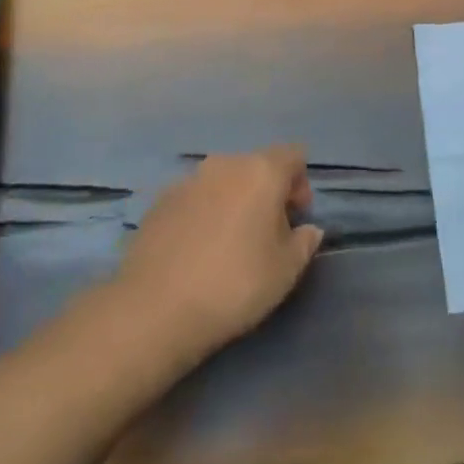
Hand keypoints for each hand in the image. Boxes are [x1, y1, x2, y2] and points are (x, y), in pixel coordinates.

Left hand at [113, 146, 324, 362]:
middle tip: (267, 233)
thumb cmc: (235, 284)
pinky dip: (203, 213)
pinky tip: (196, 249)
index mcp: (261, 171)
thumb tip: (308, 229)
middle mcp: (224, 164)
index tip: (297, 217)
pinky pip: (194, 198)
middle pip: (256, 165)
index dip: (301, 182)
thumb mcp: (286, 271)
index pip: (293, 155)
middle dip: (267, 192)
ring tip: (229, 242)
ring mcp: (187, 180)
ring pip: (223, 181)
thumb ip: (304, 242)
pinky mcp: (158, 201)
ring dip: (233, 200)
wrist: (155, 308)